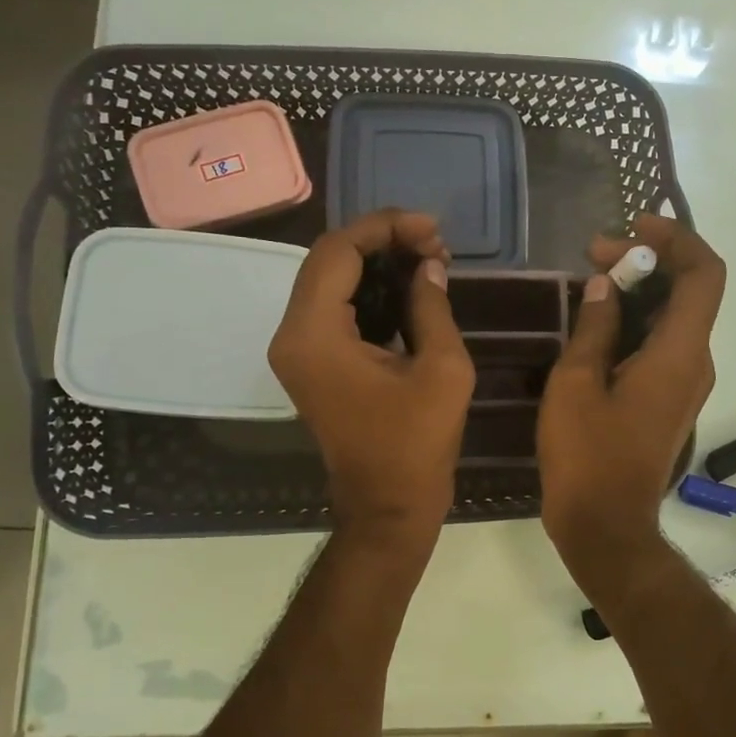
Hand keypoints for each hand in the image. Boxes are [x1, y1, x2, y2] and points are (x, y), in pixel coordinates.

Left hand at [269, 210, 474, 535]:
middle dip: (382, 242)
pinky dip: (369, 290)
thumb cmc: (416, 445)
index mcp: (315, 335)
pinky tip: (409, 288)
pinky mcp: (311, 362)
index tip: (432, 230)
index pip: (338, 251)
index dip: (385, 228)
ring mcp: (298, 350)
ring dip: (376, 263)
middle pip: (328, 260)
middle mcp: (293, 335)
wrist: (387, 508)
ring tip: (429, 260)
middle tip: (435, 244)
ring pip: (330, 280)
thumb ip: (432, 306)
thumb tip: (429, 266)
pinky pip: (335, 307)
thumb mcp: (442, 370)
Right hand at [538, 214, 726, 586]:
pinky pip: (664, 345)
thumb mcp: (576, 384)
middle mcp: (696, 363)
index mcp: (680, 353)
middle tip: (593, 255)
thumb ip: (594, 327)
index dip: (677, 238)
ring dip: (640, 292)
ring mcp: (686, 384)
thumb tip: (605, 285)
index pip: (705, 274)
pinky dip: (637, 322)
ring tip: (590, 282)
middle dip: (647, 262)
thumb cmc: (587, 456)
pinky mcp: (671, 401)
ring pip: (675, 318)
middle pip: (690, 291)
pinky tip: (597, 325)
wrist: (606, 527)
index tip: (633, 226)